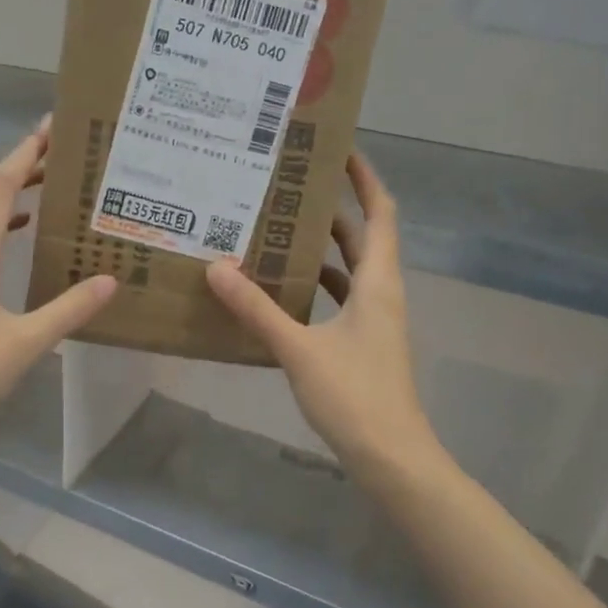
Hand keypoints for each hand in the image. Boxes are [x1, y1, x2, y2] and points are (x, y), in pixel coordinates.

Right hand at [206, 154, 443, 491]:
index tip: (339, 149)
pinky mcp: (360, 345)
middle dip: (331, 210)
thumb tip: (216, 267)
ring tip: (275, 231)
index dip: (365, 179)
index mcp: (378, 282)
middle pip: (360, 238)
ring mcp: (373, 322)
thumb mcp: (299, 348)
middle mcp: (380, 294)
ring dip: (319, 250)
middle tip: (288, 187)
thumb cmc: (355, 395)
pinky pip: (337, 302)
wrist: (391, 457)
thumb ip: (257, 308)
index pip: (380, 213)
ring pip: (347, 271)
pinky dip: (313, 289)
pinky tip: (278, 292)